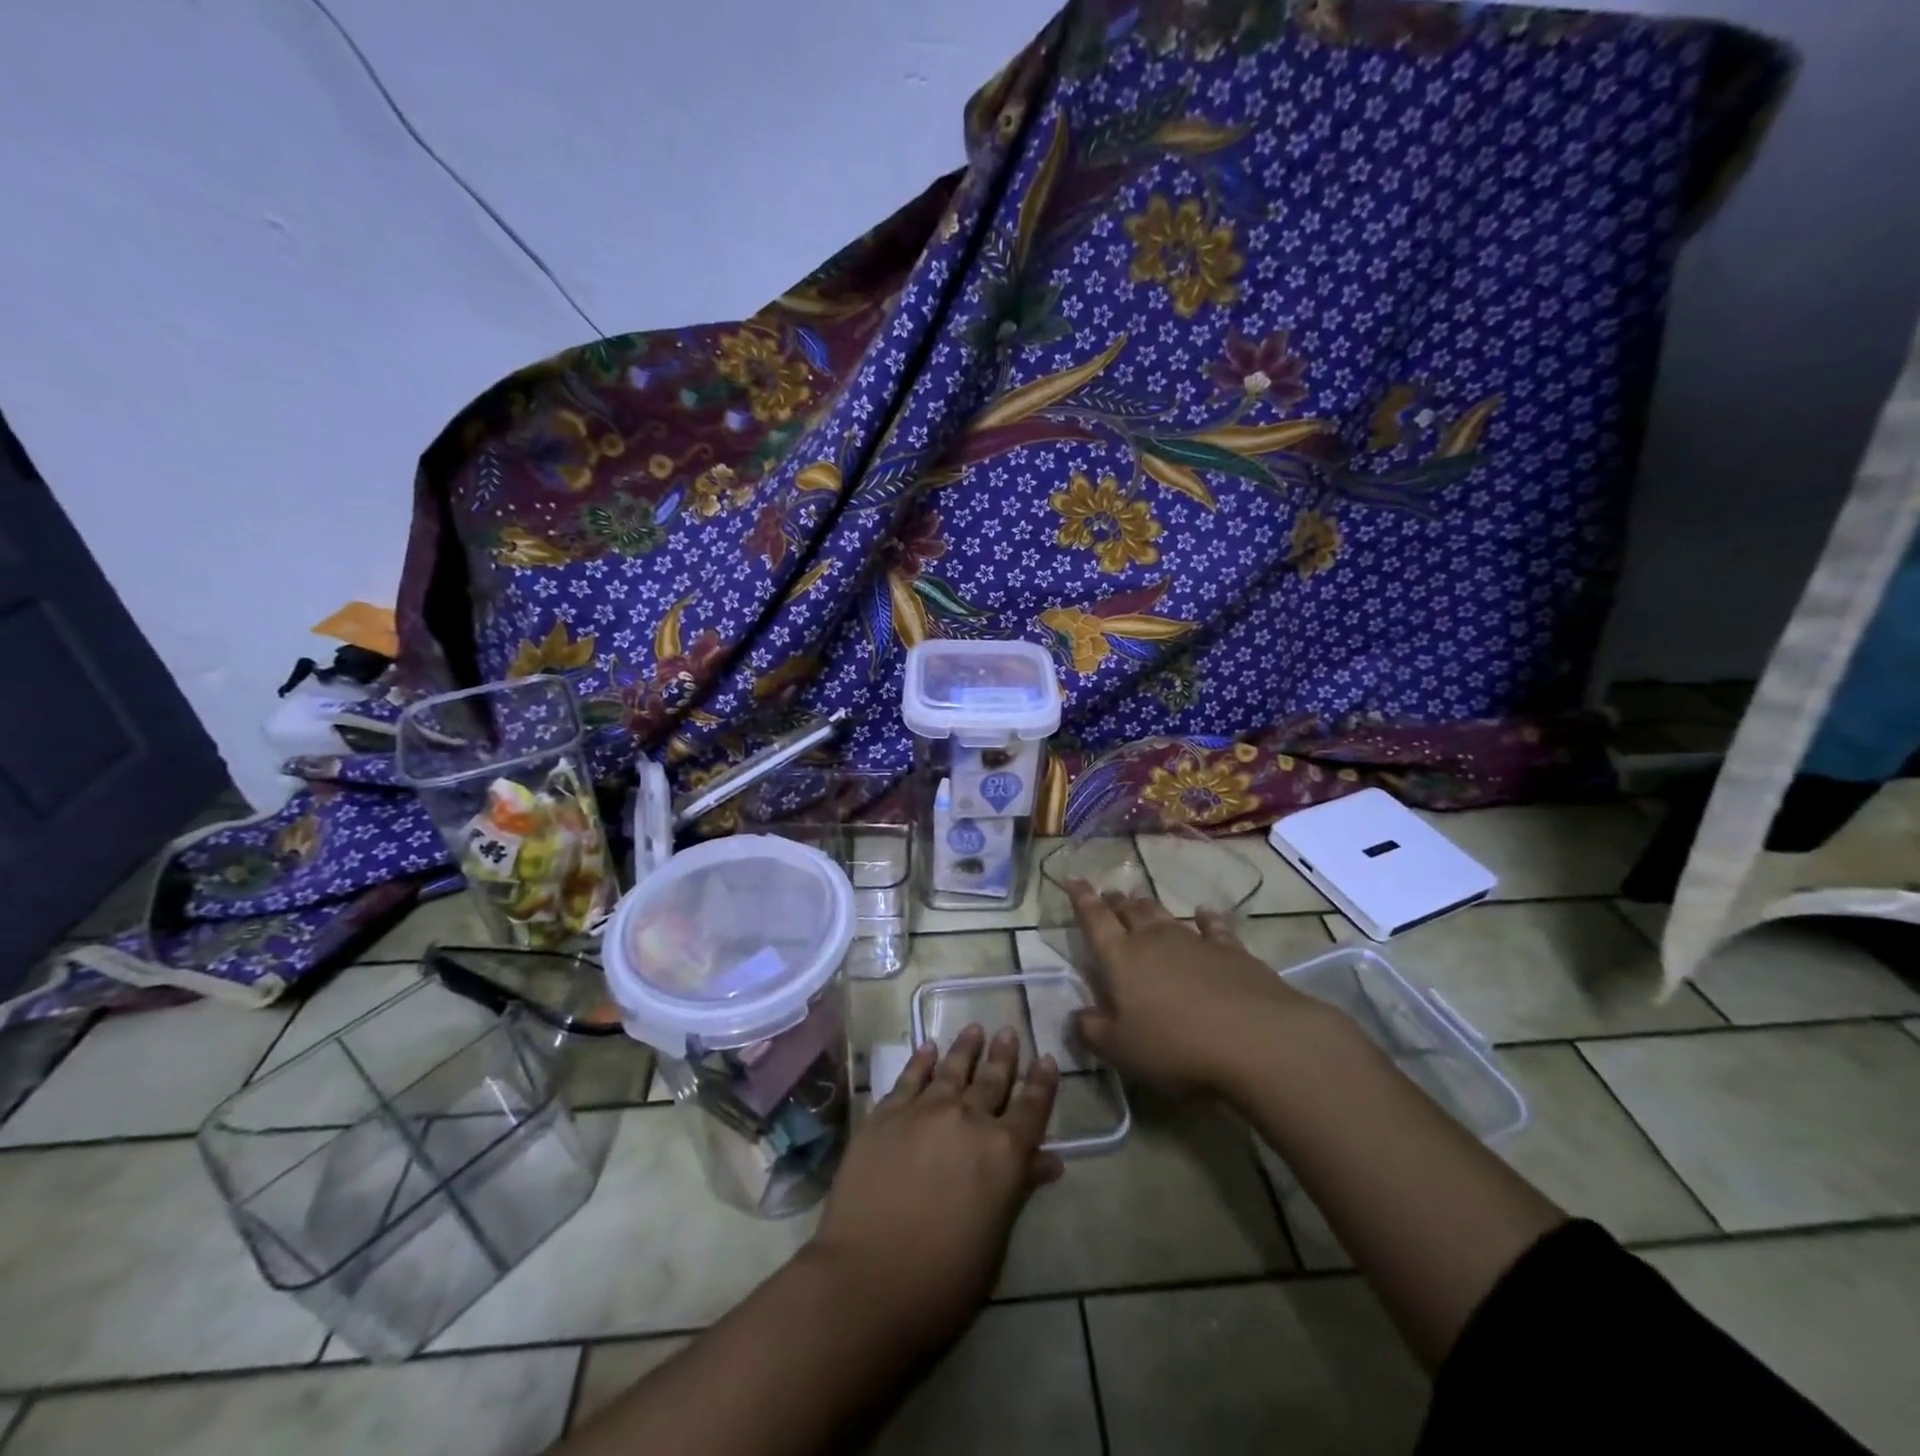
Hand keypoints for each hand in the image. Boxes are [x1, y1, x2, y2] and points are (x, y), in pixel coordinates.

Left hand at [809, 1025, 1060, 1350]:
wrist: (867, 1280)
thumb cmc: (944, 1280)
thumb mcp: (995, 1240)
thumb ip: (1019, 1188)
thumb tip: (1049, 1161)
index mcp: (1004, 1153)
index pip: (1032, 1108)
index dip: (1042, 1083)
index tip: (1045, 1058)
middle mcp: (968, 1119)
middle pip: (992, 1079)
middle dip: (1003, 1055)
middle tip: (1008, 1032)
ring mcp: (924, 1111)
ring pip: (952, 1069)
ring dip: (965, 1048)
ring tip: (974, 1028)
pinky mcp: (885, 1114)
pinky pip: (909, 1078)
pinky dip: (921, 1061)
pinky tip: (927, 1048)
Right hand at [1067, 880, 1331, 1092]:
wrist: (1255, 1039)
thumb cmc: (1175, 1046)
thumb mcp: (1121, 1050)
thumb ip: (1093, 1031)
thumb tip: (1078, 1015)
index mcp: (1121, 959)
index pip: (1094, 920)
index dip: (1082, 899)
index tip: (1073, 878)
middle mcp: (1154, 940)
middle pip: (1130, 913)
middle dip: (1115, 902)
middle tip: (1108, 893)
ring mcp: (1194, 942)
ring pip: (1164, 915)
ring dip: (1148, 906)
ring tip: (1139, 897)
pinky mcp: (1231, 952)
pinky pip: (1213, 927)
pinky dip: (1207, 918)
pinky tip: (1205, 912)